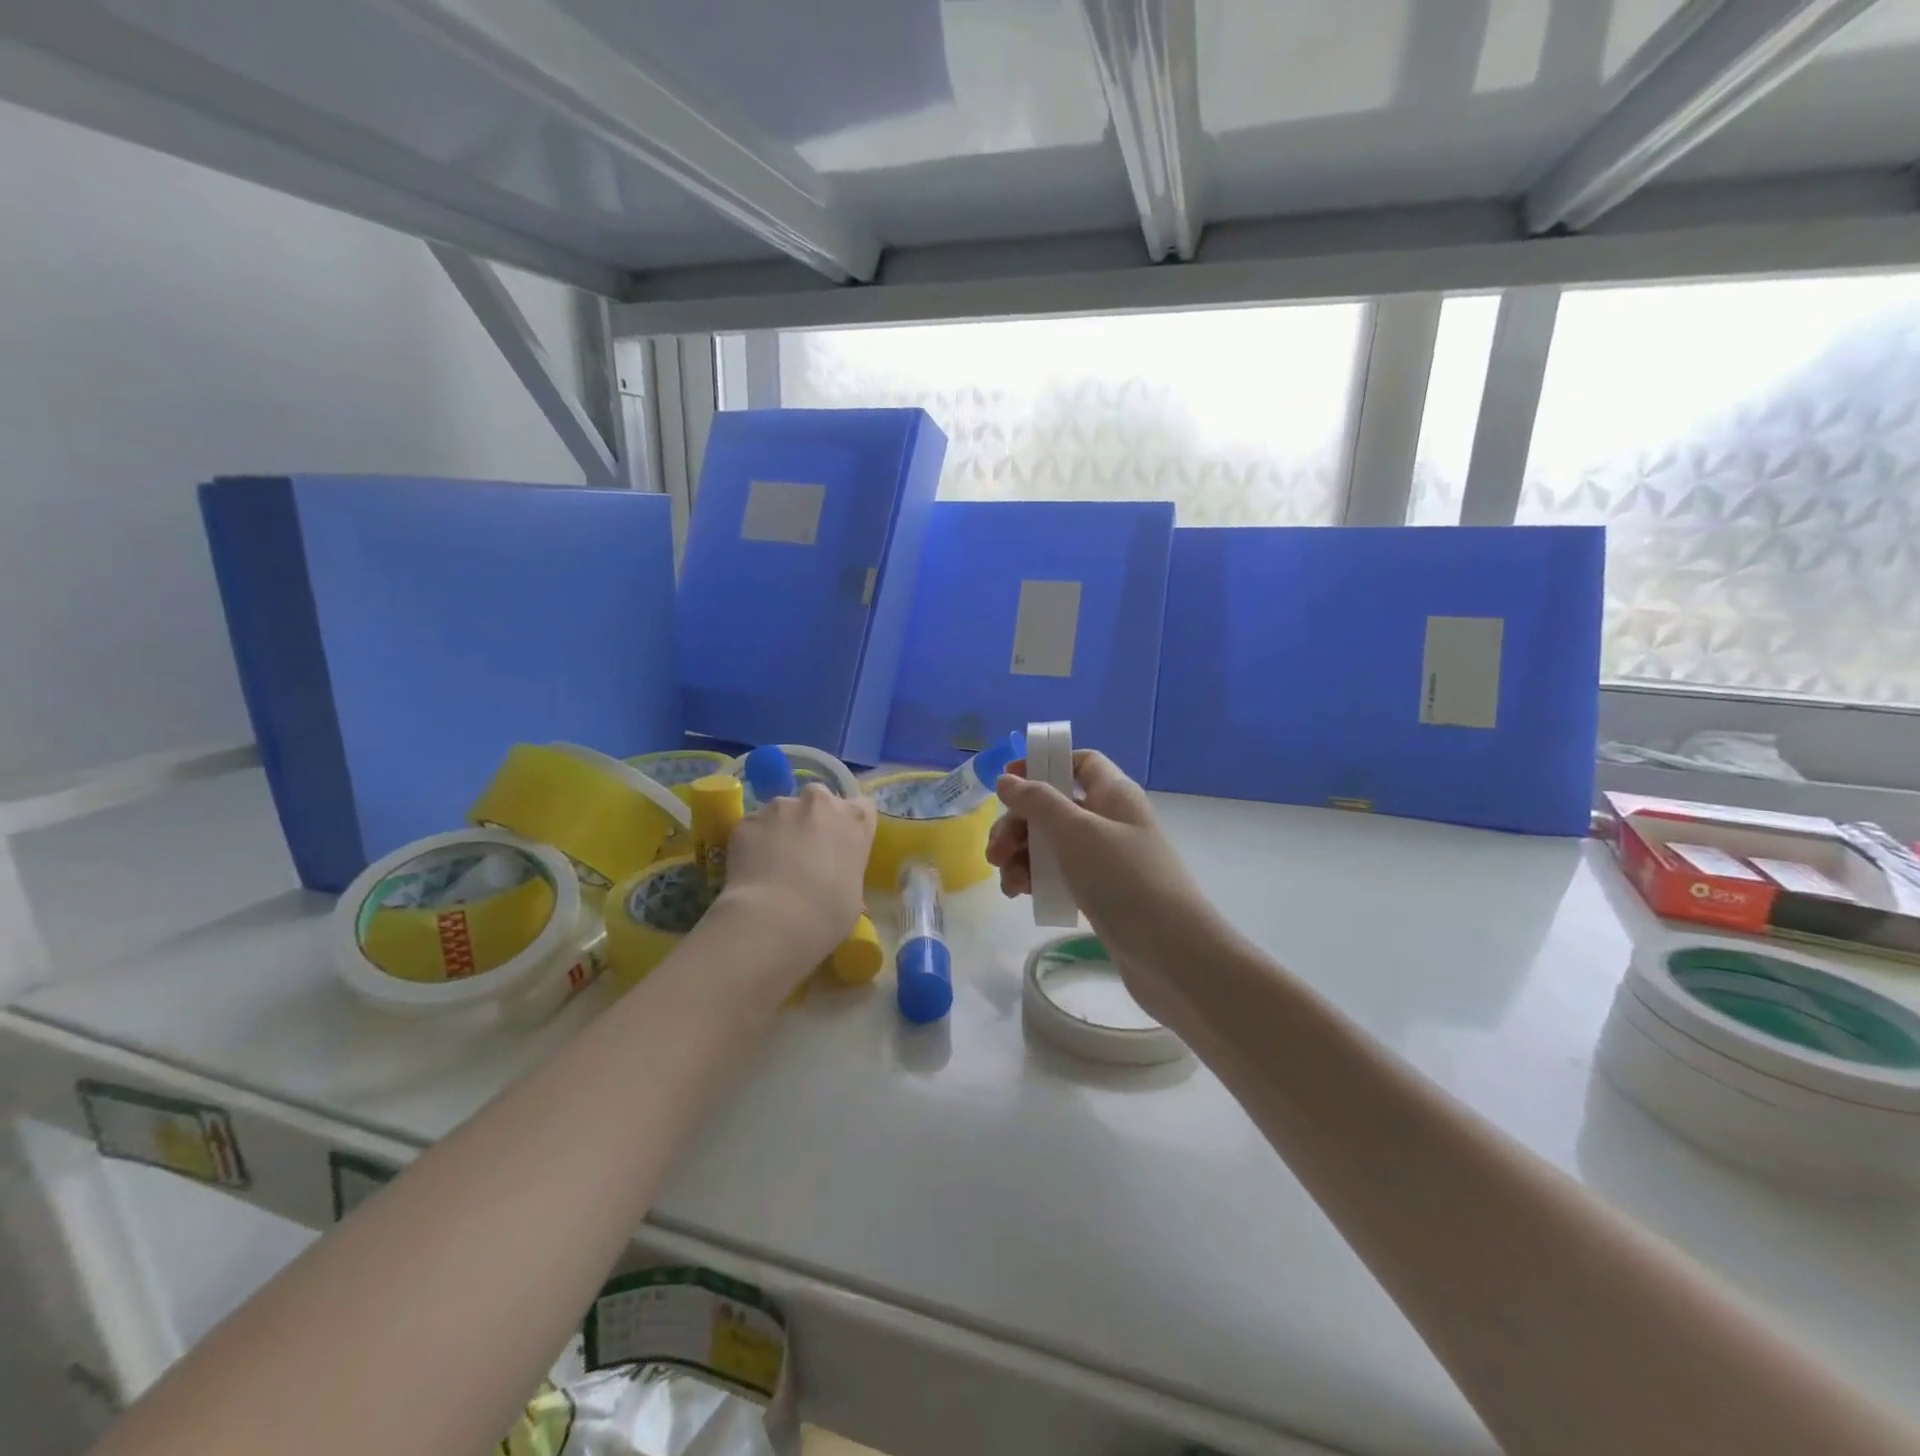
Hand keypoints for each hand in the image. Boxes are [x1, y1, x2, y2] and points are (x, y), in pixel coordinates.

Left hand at [717, 784, 876, 969]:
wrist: (775, 919)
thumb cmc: (827, 914)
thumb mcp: (853, 894)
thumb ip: (845, 871)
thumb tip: (832, 879)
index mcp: (855, 819)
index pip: (861, 807)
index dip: (848, 825)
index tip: (840, 844)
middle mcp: (820, 802)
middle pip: (818, 800)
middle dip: (811, 818)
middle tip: (803, 852)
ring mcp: (781, 806)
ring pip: (781, 811)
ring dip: (779, 829)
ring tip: (770, 864)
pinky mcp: (747, 819)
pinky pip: (752, 827)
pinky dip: (752, 842)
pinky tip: (749, 870)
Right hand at [988, 751, 1223, 1017]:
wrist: (1170, 953)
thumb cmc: (1124, 879)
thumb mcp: (1076, 831)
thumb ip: (1038, 801)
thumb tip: (1007, 780)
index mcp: (1114, 794)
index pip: (1080, 762)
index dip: (1044, 764)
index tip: (1008, 781)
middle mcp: (1110, 820)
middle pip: (1054, 806)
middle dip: (1019, 823)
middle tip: (996, 851)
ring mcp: (1105, 859)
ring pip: (1051, 843)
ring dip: (1021, 855)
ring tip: (1006, 882)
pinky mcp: (1098, 892)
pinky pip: (1058, 874)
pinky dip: (1035, 879)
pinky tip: (1019, 895)